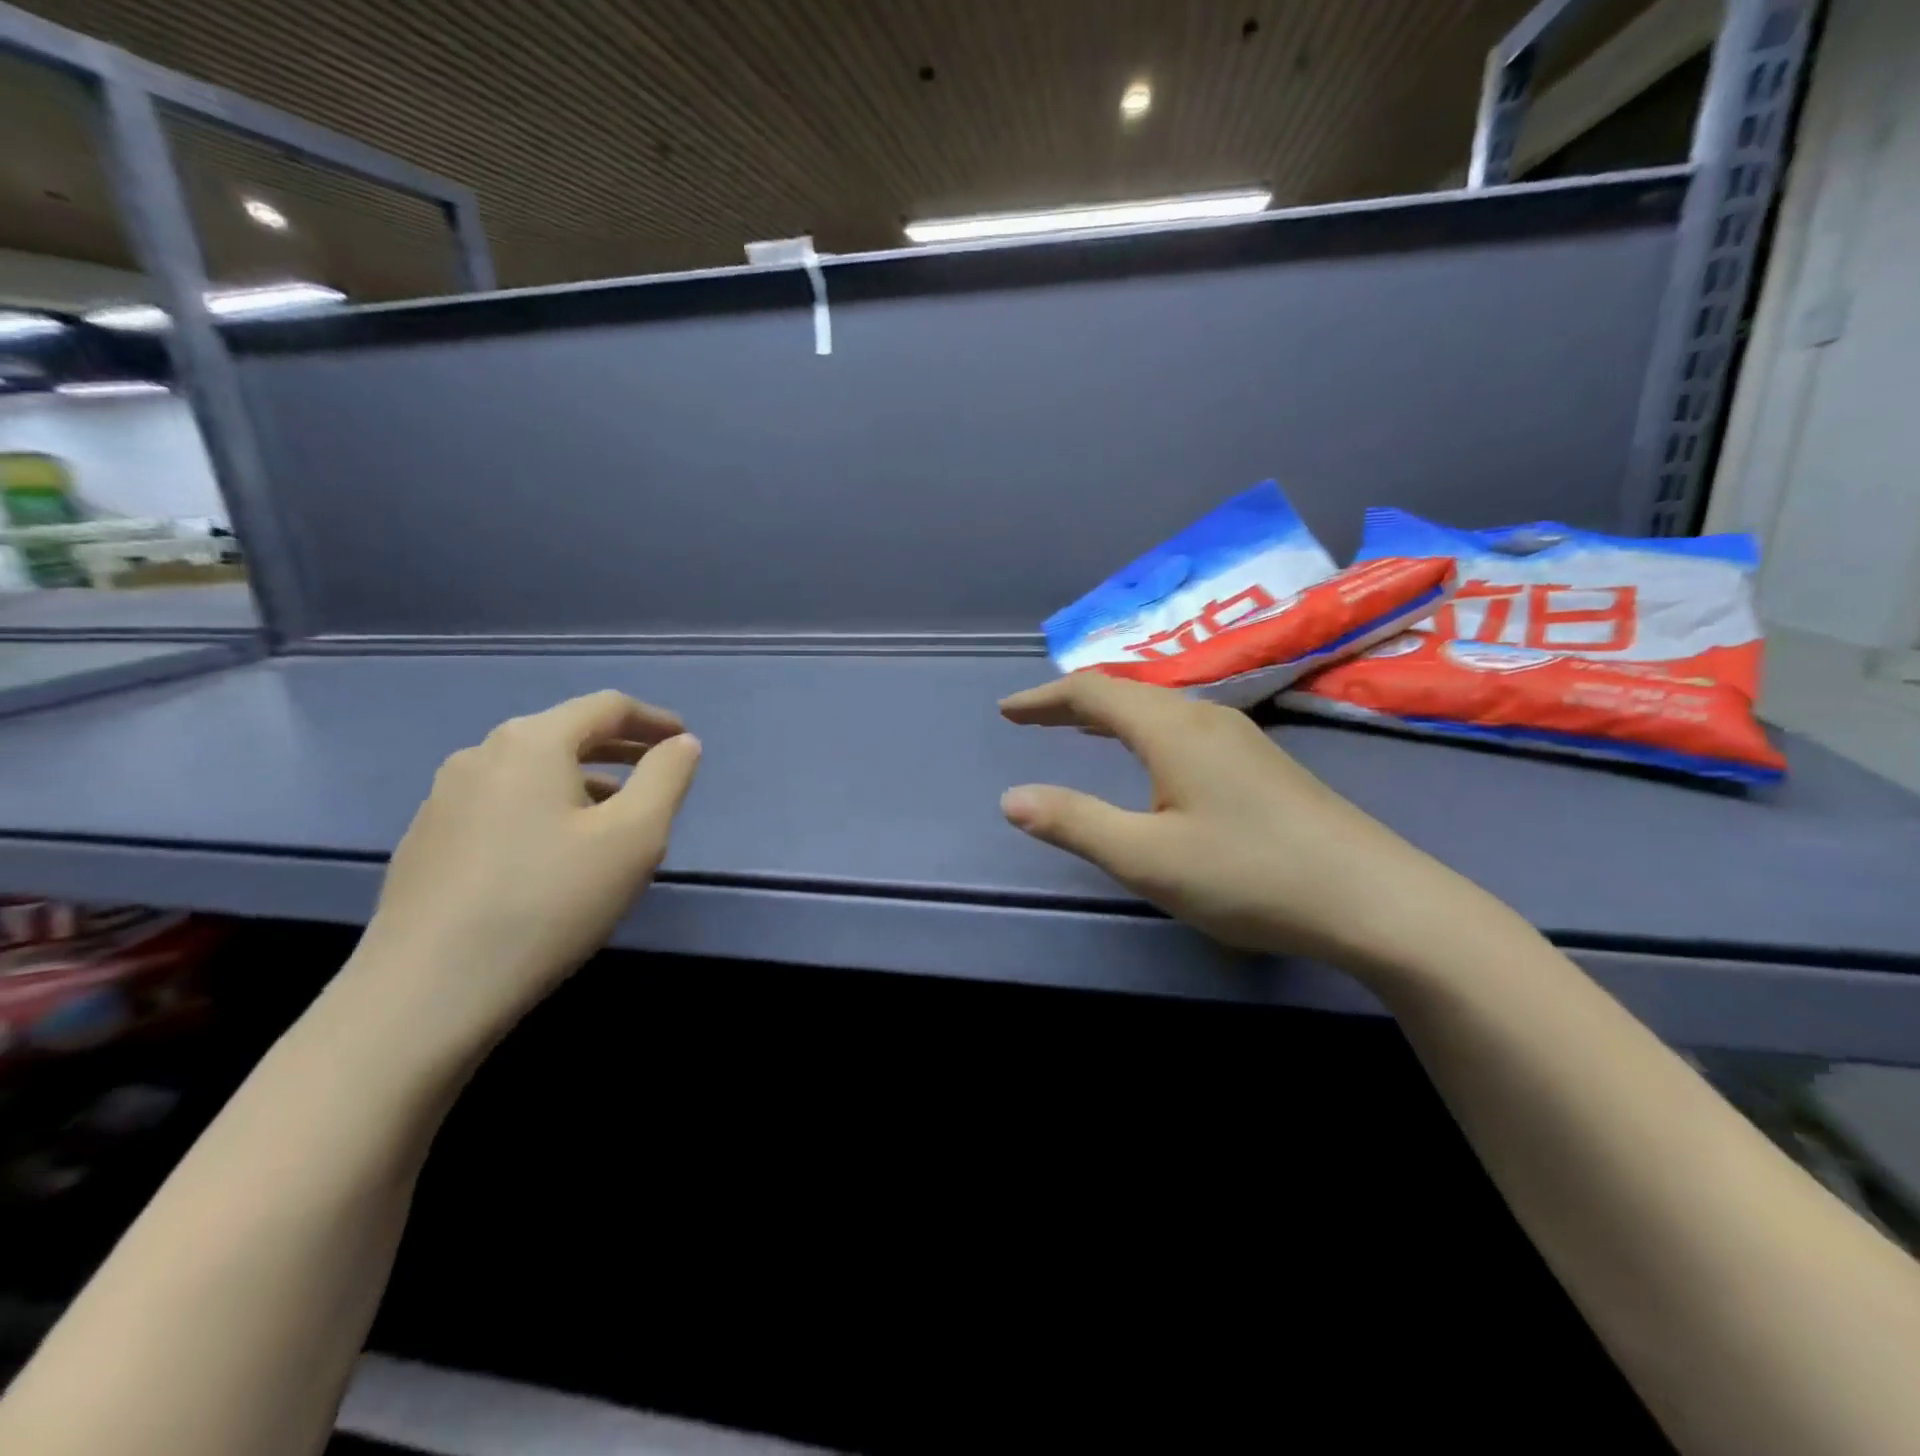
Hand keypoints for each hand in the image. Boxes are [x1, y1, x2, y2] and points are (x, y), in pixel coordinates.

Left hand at [348, 691, 701, 1039]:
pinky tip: (556, 855)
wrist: (427, 992)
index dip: (654, 719)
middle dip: (619, 749)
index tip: (685, 741)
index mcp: (532, 742)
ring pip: (532, 772)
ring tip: (616, 818)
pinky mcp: (428, 841)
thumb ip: (667, 778)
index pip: (606, 706)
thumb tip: (682, 744)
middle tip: (658, 772)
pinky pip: (503, 804)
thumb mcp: (635, 837)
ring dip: (583, 781)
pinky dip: (545, 809)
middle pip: (565, 734)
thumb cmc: (549, 902)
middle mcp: (481, 754)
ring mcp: (444, 798)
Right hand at [998, 675, 1468, 969]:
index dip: (1045, 699)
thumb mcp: (1148, 858)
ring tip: (1079, 729)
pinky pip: (1184, 728)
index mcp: (1173, 729)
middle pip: (1127, 692)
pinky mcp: (1262, 765)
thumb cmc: (1251, 875)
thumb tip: (1011, 799)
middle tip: (1033, 719)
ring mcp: (1241, 739)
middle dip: (1073, 703)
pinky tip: (1151, 759)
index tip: (1008, 712)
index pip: (1094, 692)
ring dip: (1111, 714)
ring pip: (1159, 709)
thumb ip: (1076, 824)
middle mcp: (1206, 719)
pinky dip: (1144, 731)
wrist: (1376, 900)